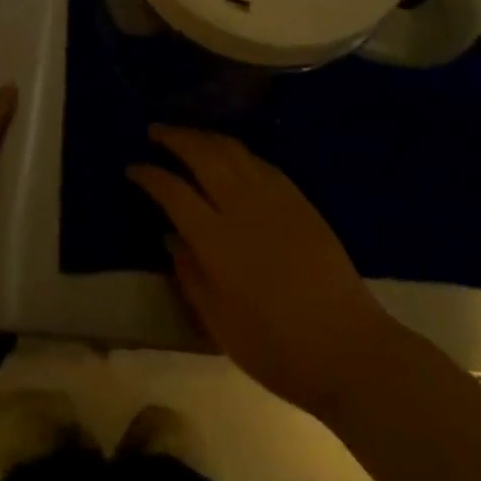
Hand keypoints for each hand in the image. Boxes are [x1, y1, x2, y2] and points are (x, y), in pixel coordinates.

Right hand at [129, 126, 392, 420]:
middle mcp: (240, 205)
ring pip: (231, 148)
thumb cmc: (277, 349)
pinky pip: (258, 160)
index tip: (132, 167)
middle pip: (201, 153)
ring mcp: (272, 196)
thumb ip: (190, 275)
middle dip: (173, 137)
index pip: (172, 191)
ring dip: (203, 136)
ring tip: (186, 135)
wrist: (348, 348)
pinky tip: (229, 155)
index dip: (149, 175)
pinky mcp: (297, 197)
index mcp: (216, 239)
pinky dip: (236, 150)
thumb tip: (170, 236)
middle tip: (154, 131)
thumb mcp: (220, 325)